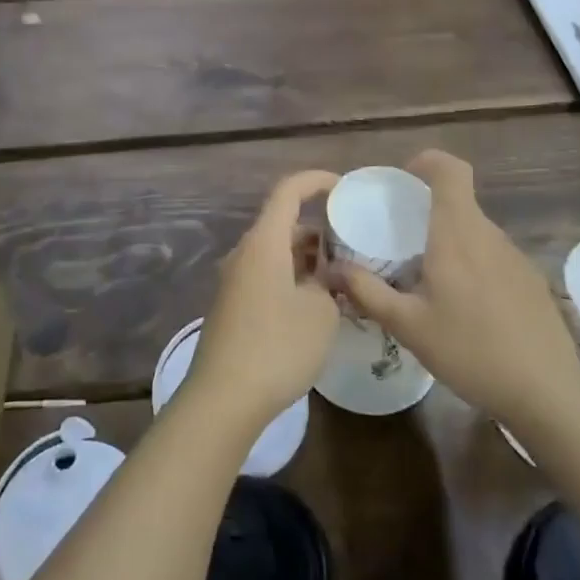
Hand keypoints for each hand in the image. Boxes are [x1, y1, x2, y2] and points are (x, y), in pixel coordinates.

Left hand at [186, 171, 340, 433]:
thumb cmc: (277, 346)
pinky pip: (268, 277)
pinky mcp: (234, 306)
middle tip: (355, 248)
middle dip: (320, 231)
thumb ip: (331, 283)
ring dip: (308, 260)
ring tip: (344, 280)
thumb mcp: (321, 312)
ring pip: (277, 254)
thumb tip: (328, 275)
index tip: (345, 188)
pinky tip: (319, 306)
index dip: (317, 181)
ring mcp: (236, 280)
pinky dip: (294, 279)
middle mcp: (245, 253)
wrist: (224, 398)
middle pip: (284, 225)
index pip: (288, 191)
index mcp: (264, 242)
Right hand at [337, 151, 579, 433]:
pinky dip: (472, 264)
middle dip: (428, 210)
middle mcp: (489, 234)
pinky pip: (493, 256)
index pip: (450, 169)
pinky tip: (466, 308)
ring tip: (429, 280)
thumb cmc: (470, 351)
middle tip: (401, 240)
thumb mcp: (408, 326)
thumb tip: (332, 268)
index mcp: (457, 233)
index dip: (427, 162)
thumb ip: (367, 291)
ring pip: (475, 231)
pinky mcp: (531, 280)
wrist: (547, 394)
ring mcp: (516, 256)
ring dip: (450, 241)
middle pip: (459, 201)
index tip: (403, 180)